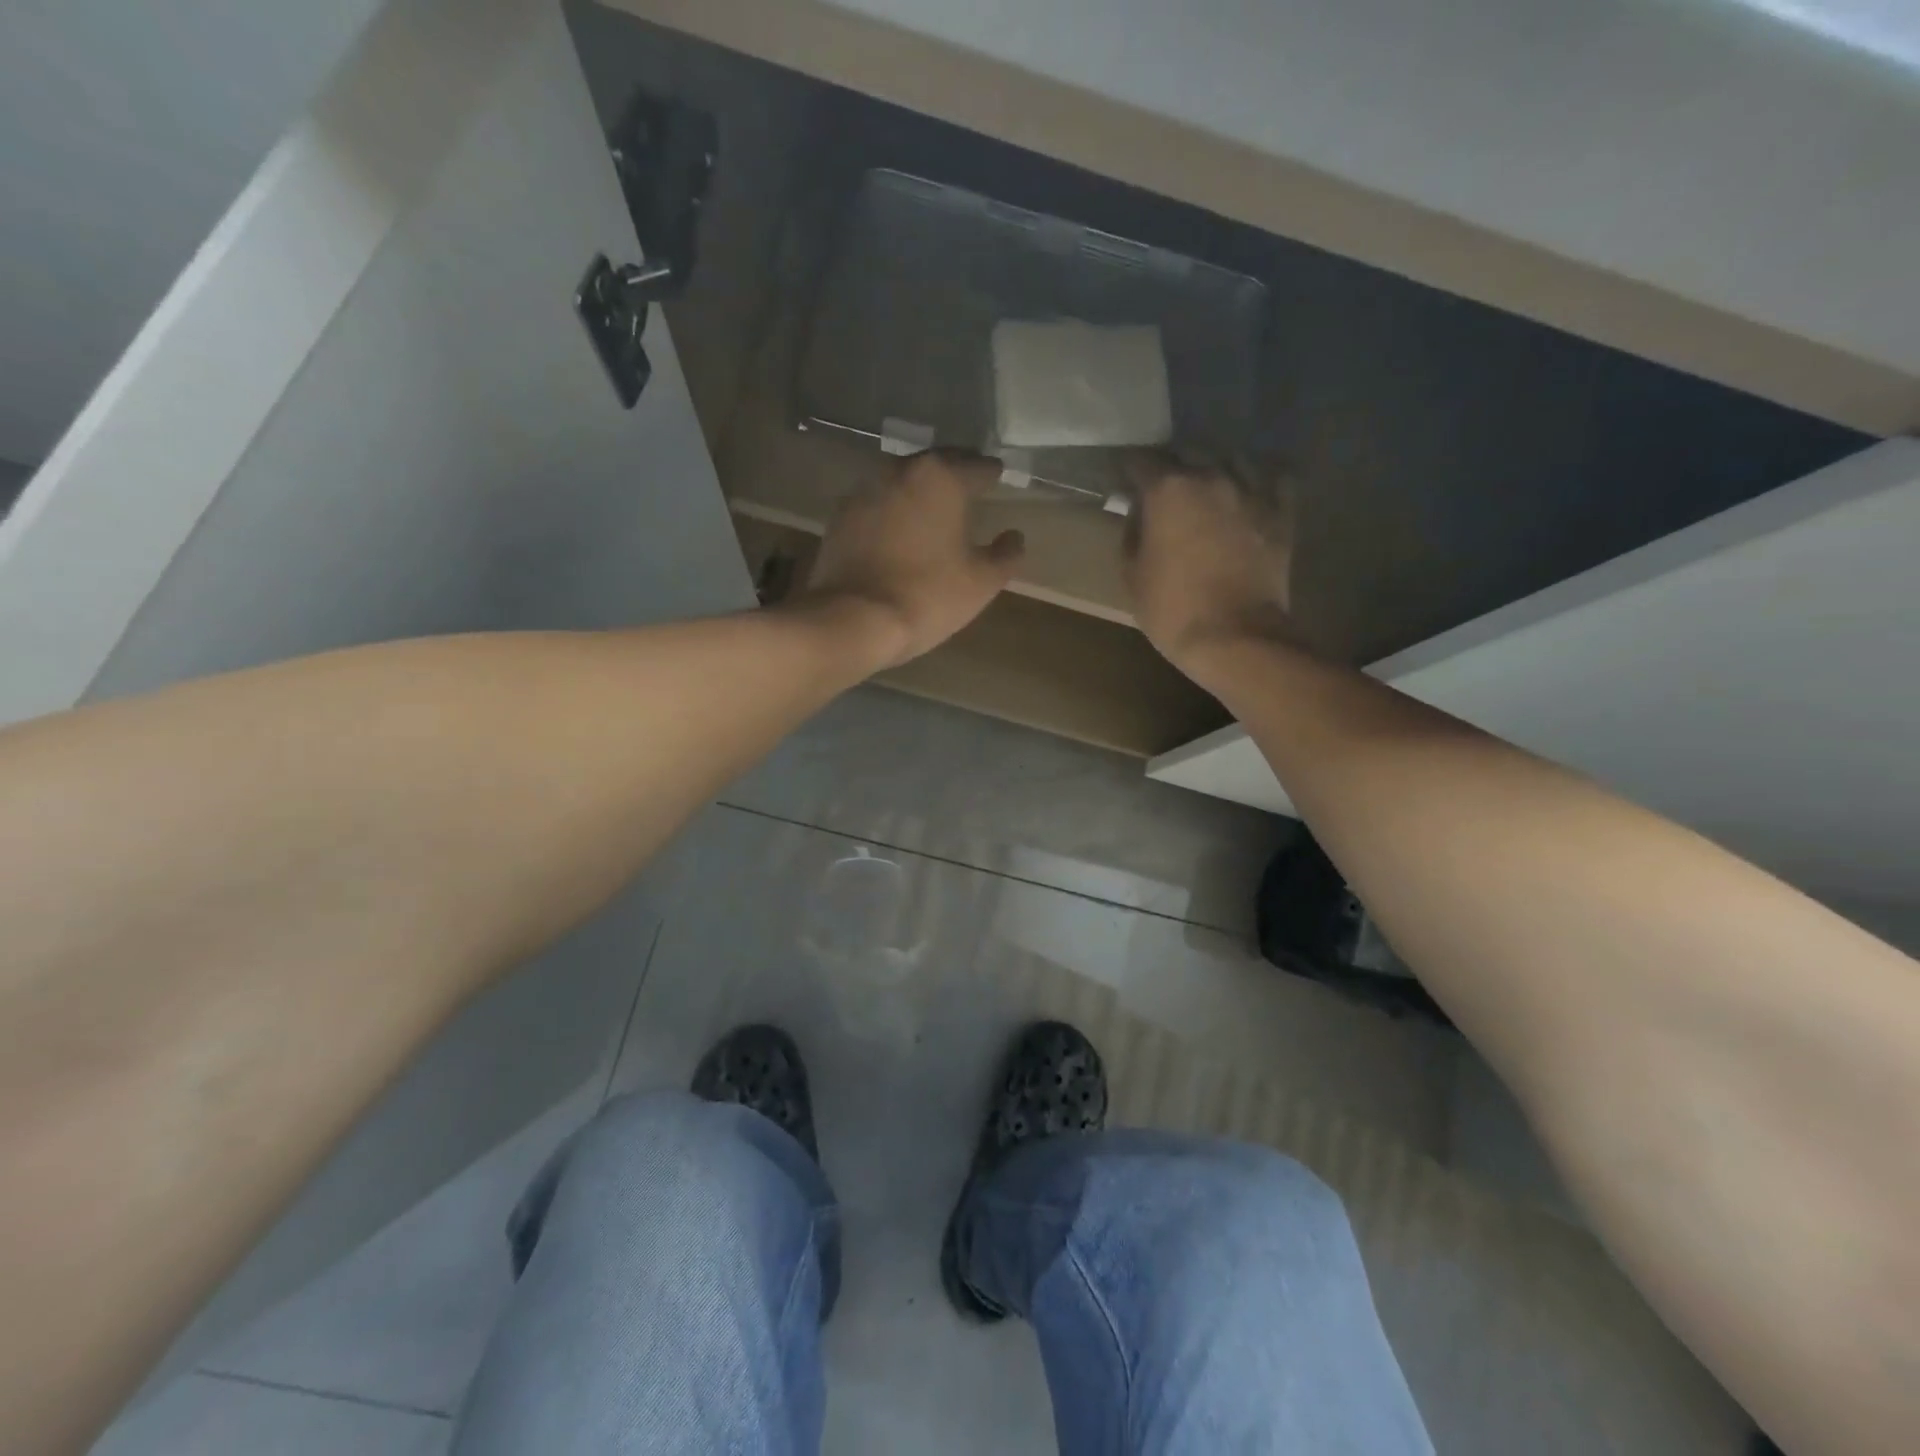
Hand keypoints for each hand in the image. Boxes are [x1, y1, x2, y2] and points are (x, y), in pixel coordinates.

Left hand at [798, 450, 1024, 671]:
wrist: (853, 620)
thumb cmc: (927, 596)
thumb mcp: (981, 582)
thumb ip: (1006, 554)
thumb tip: (1014, 537)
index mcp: (940, 477)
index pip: (978, 465)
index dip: (993, 475)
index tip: (999, 480)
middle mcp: (900, 470)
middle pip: (937, 465)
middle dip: (955, 476)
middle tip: (970, 491)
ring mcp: (864, 490)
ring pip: (903, 482)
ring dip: (920, 492)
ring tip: (934, 511)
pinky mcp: (840, 516)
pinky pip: (877, 505)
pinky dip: (892, 512)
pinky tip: (899, 532)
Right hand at [1123, 455, 1295, 677]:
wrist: (1235, 637)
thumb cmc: (1172, 609)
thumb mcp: (1132, 575)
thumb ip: (1131, 533)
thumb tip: (1138, 512)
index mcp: (1167, 490)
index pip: (1140, 461)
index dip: (1129, 472)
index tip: (1124, 483)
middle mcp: (1210, 476)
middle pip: (1186, 452)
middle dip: (1171, 466)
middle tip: (1164, 489)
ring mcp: (1251, 490)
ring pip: (1230, 459)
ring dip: (1214, 468)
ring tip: (1208, 486)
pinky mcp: (1281, 511)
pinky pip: (1272, 478)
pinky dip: (1259, 480)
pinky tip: (1250, 492)